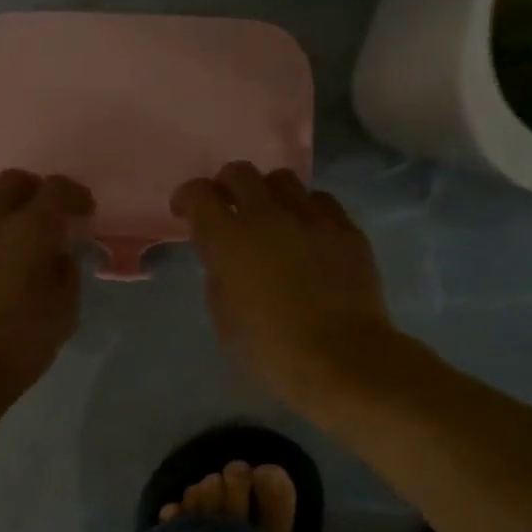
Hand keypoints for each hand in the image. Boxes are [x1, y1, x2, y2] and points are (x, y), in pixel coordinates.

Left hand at [0, 171, 94, 406]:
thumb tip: (58, 255)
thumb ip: (66, 274)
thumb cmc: (17, 348)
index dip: (75, 195)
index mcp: (29, 231)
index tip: (83, 210)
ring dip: (2, 201)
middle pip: (13, 180)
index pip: (56, 189)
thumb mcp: (63, 314)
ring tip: (11, 226)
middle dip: (36, 191)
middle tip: (48, 215)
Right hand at [171, 162, 394, 411]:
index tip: (184, 212)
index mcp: (229, 239)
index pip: (199, 194)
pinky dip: (306, 210)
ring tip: (271, 217)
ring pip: (284, 180)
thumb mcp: (225, 320)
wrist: (343, 359)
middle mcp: (269, 216)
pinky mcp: (347, 229)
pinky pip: (321, 202)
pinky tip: (307, 233)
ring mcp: (312, 218)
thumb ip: (219, 277)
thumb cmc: (272, 350)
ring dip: (268, 193)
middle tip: (227, 208)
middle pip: (240, 173)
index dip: (187, 198)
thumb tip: (224, 260)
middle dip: (226, 185)